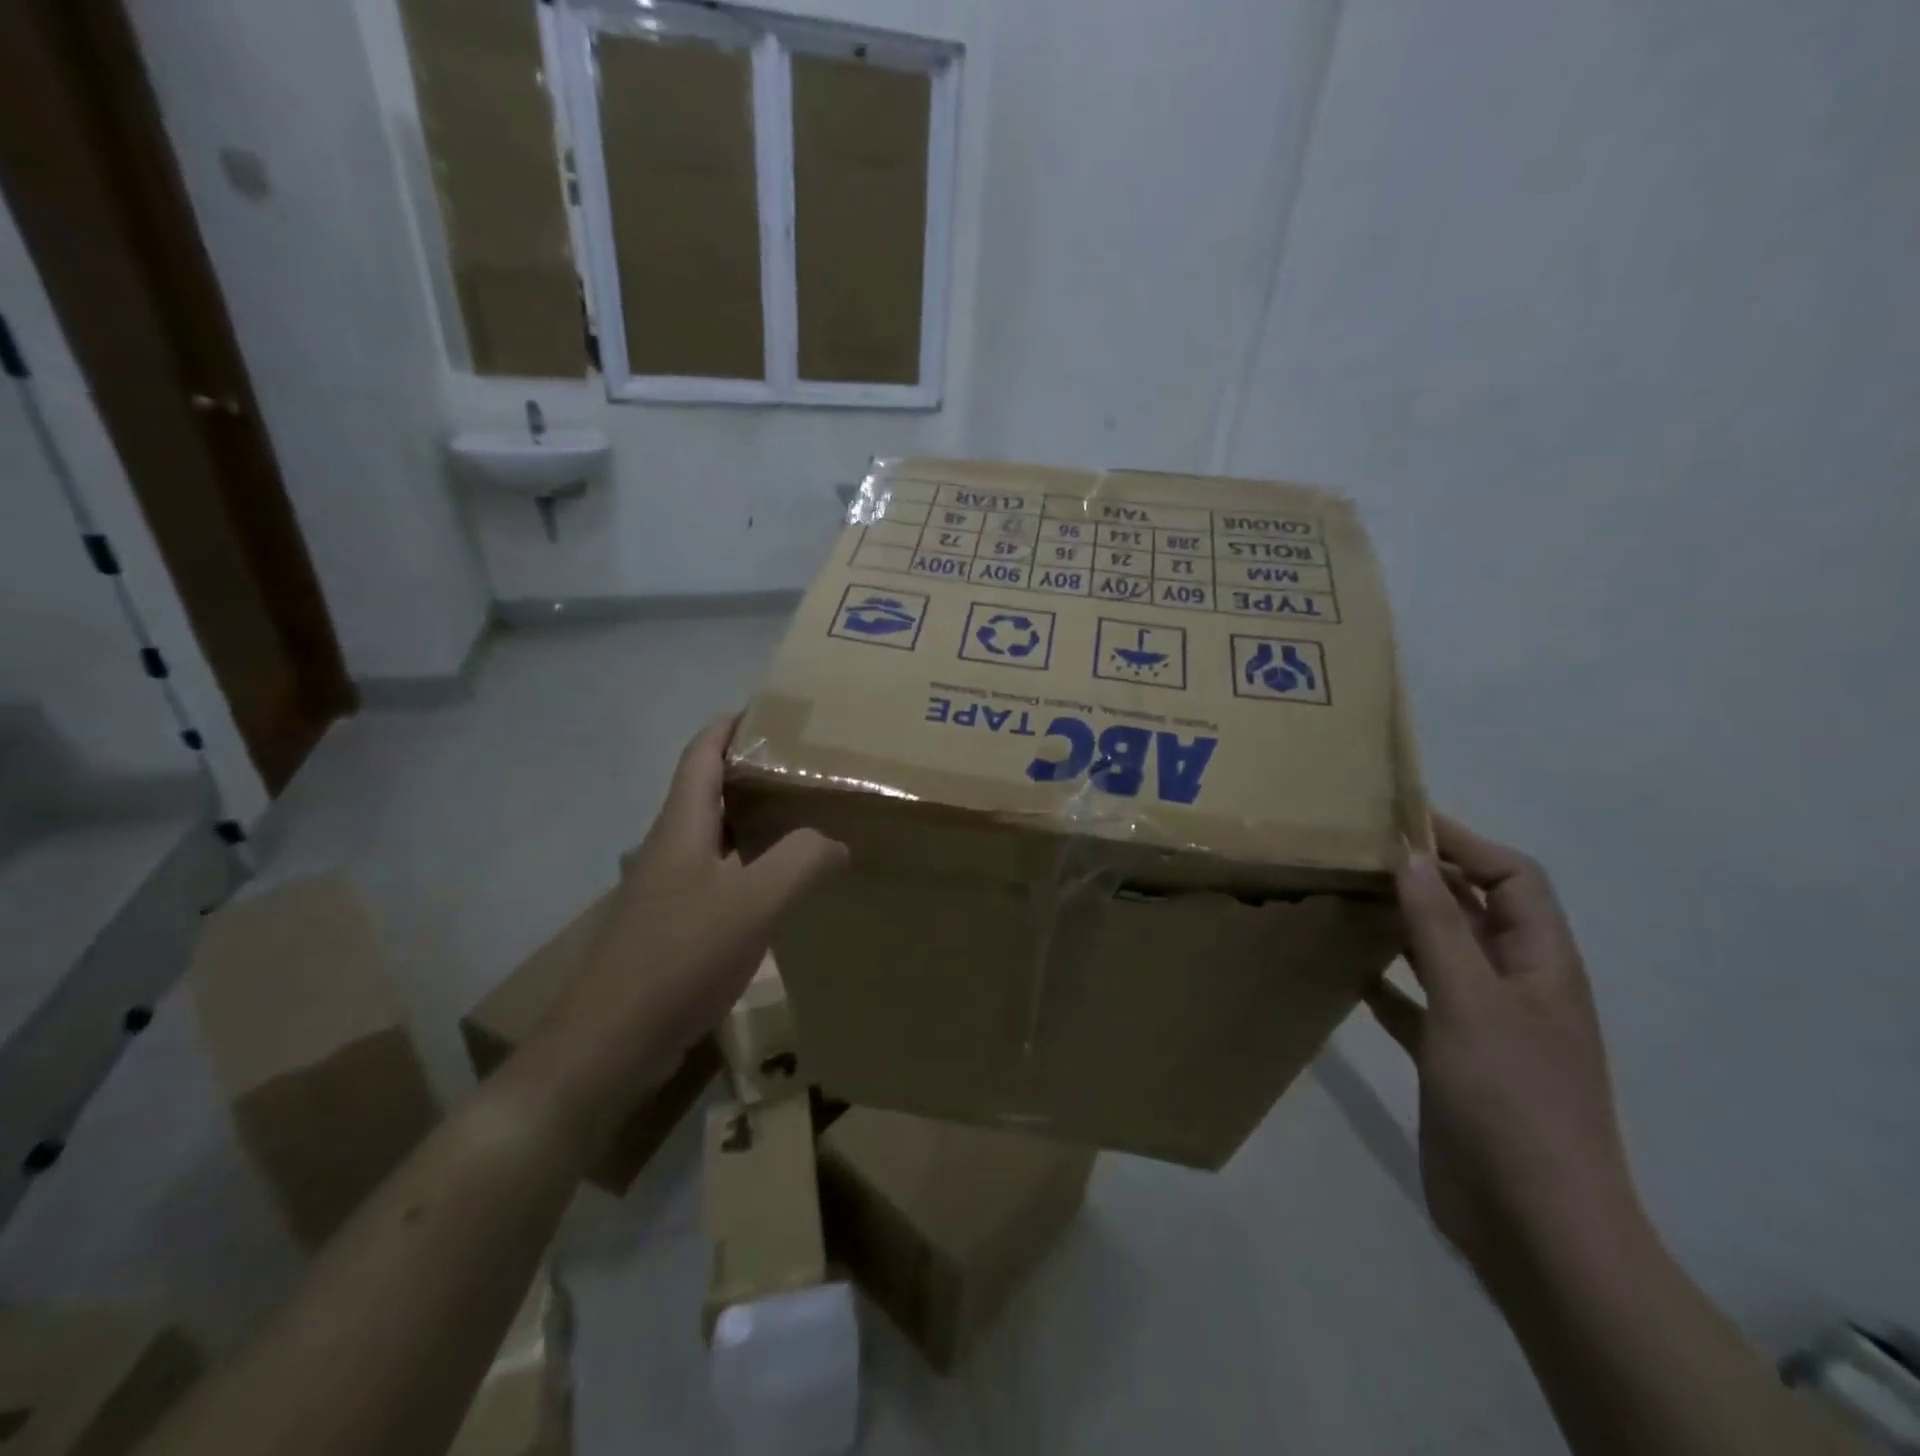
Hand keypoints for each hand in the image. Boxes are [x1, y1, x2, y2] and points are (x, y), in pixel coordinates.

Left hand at [524, 716, 845, 1145]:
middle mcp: (670, 847)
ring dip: (755, 819)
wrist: (610, 1043)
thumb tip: (835, 841)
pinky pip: (718, 876)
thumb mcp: (753, 903)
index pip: (702, 753)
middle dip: (754, 770)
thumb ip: (802, 861)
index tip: (774, 711)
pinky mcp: (673, 926)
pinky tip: (780, 888)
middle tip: (809, 768)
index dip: (731, 725)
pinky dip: (751, 865)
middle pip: (710, 790)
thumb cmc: (678, 958)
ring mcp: (668, 889)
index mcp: (682, 825)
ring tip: (806, 819)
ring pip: (716, 835)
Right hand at [1369, 815, 1638, 1286]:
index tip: (1400, 820)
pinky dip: (1384, 980)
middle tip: (1358, 851)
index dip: (1464, 842)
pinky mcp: (1452, 1057)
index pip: (1513, 878)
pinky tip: (1343, 967)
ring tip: (1344, 896)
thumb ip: (1438, 926)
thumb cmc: (1511, 1101)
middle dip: (1425, 877)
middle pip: (1474, 910)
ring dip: (1400, 923)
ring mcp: (1484, 1024)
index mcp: (1541, 964)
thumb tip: (1411, 856)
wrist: (1532, 1225)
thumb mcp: (1471, 1002)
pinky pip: (1414, 1001)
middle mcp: (1516, 985)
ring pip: (1440, 953)